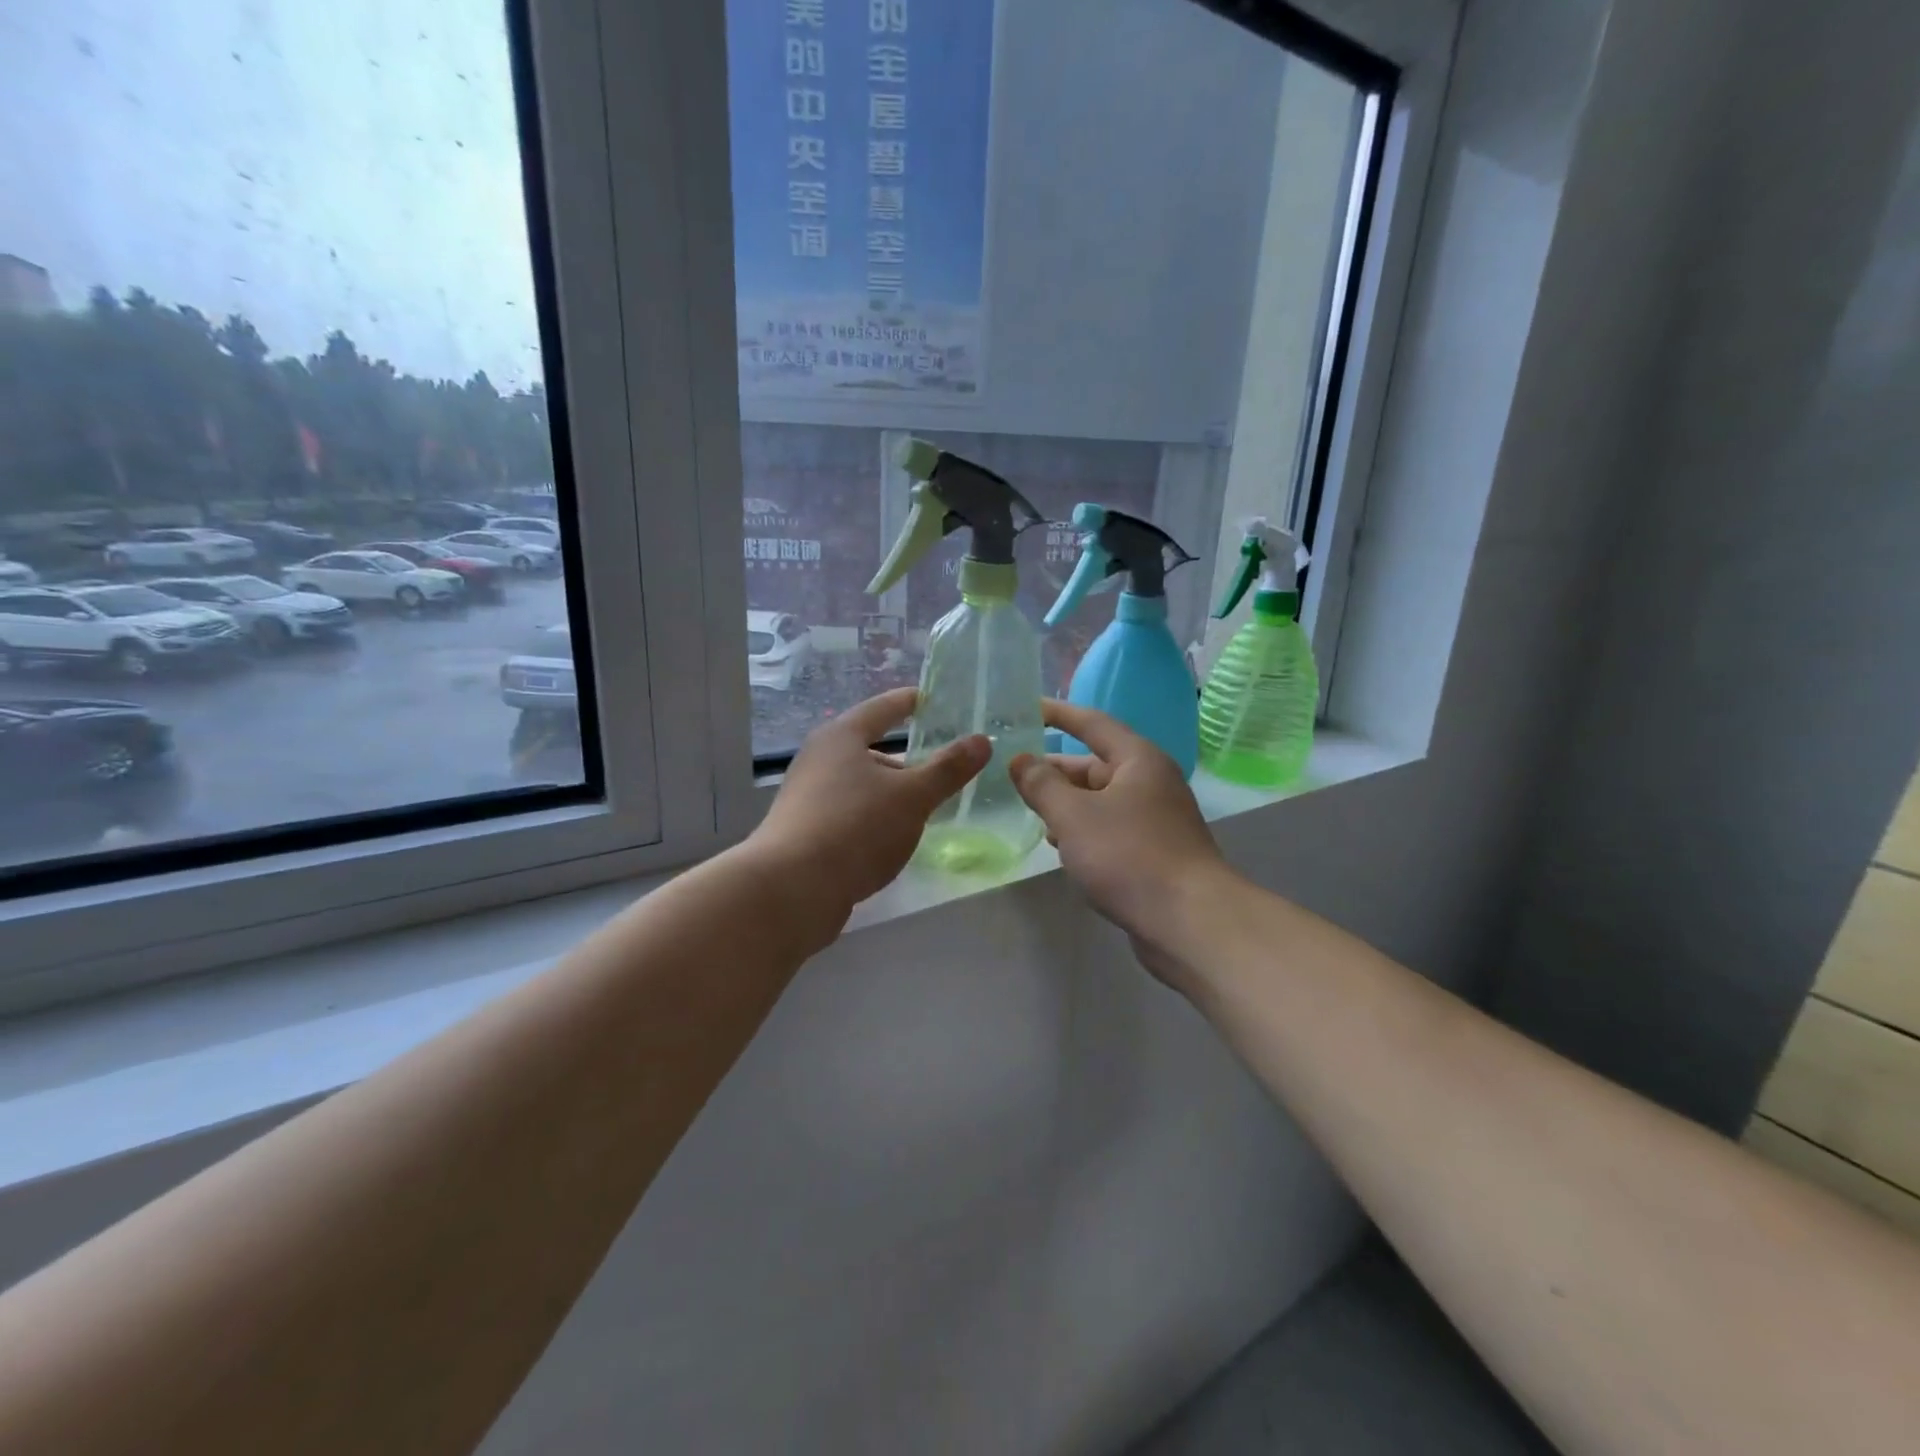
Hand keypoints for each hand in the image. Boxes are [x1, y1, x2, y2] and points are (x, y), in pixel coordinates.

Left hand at [750, 687, 988, 919]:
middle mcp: (819, 760)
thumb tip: (982, 740)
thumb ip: (948, 769)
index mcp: (841, 737)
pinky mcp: (806, 832)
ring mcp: (808, 797)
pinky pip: (851, 814)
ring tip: (925, 809)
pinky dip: (875, 818)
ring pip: (861, 786)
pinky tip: (894, 839)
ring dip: (891, 793)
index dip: (909, 702)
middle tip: (943, 768)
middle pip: (870, 750)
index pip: (882, 708)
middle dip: (907, 760)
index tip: (931, 699)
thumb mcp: (912, 796)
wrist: (791, 889)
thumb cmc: (855, 827)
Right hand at [1009, 701, 1231, 975]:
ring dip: (1066, 804)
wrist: (1189, 921)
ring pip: (1101, 800)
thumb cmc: (1128, 855)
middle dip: (1055, 770)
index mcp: (1138, 760)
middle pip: (1095, 765)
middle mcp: (1151, 782)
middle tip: (1014, 774)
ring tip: (1032, 813)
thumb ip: (1042, 784)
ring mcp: (1156, 819)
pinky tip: (1062, 847)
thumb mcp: (1073, 815)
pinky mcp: (1154, 852)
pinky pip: (1110, 828)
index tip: (1026, 708)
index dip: (1058, 713)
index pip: (1092, 723)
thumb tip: (1020, 760)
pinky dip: (1083, 831)